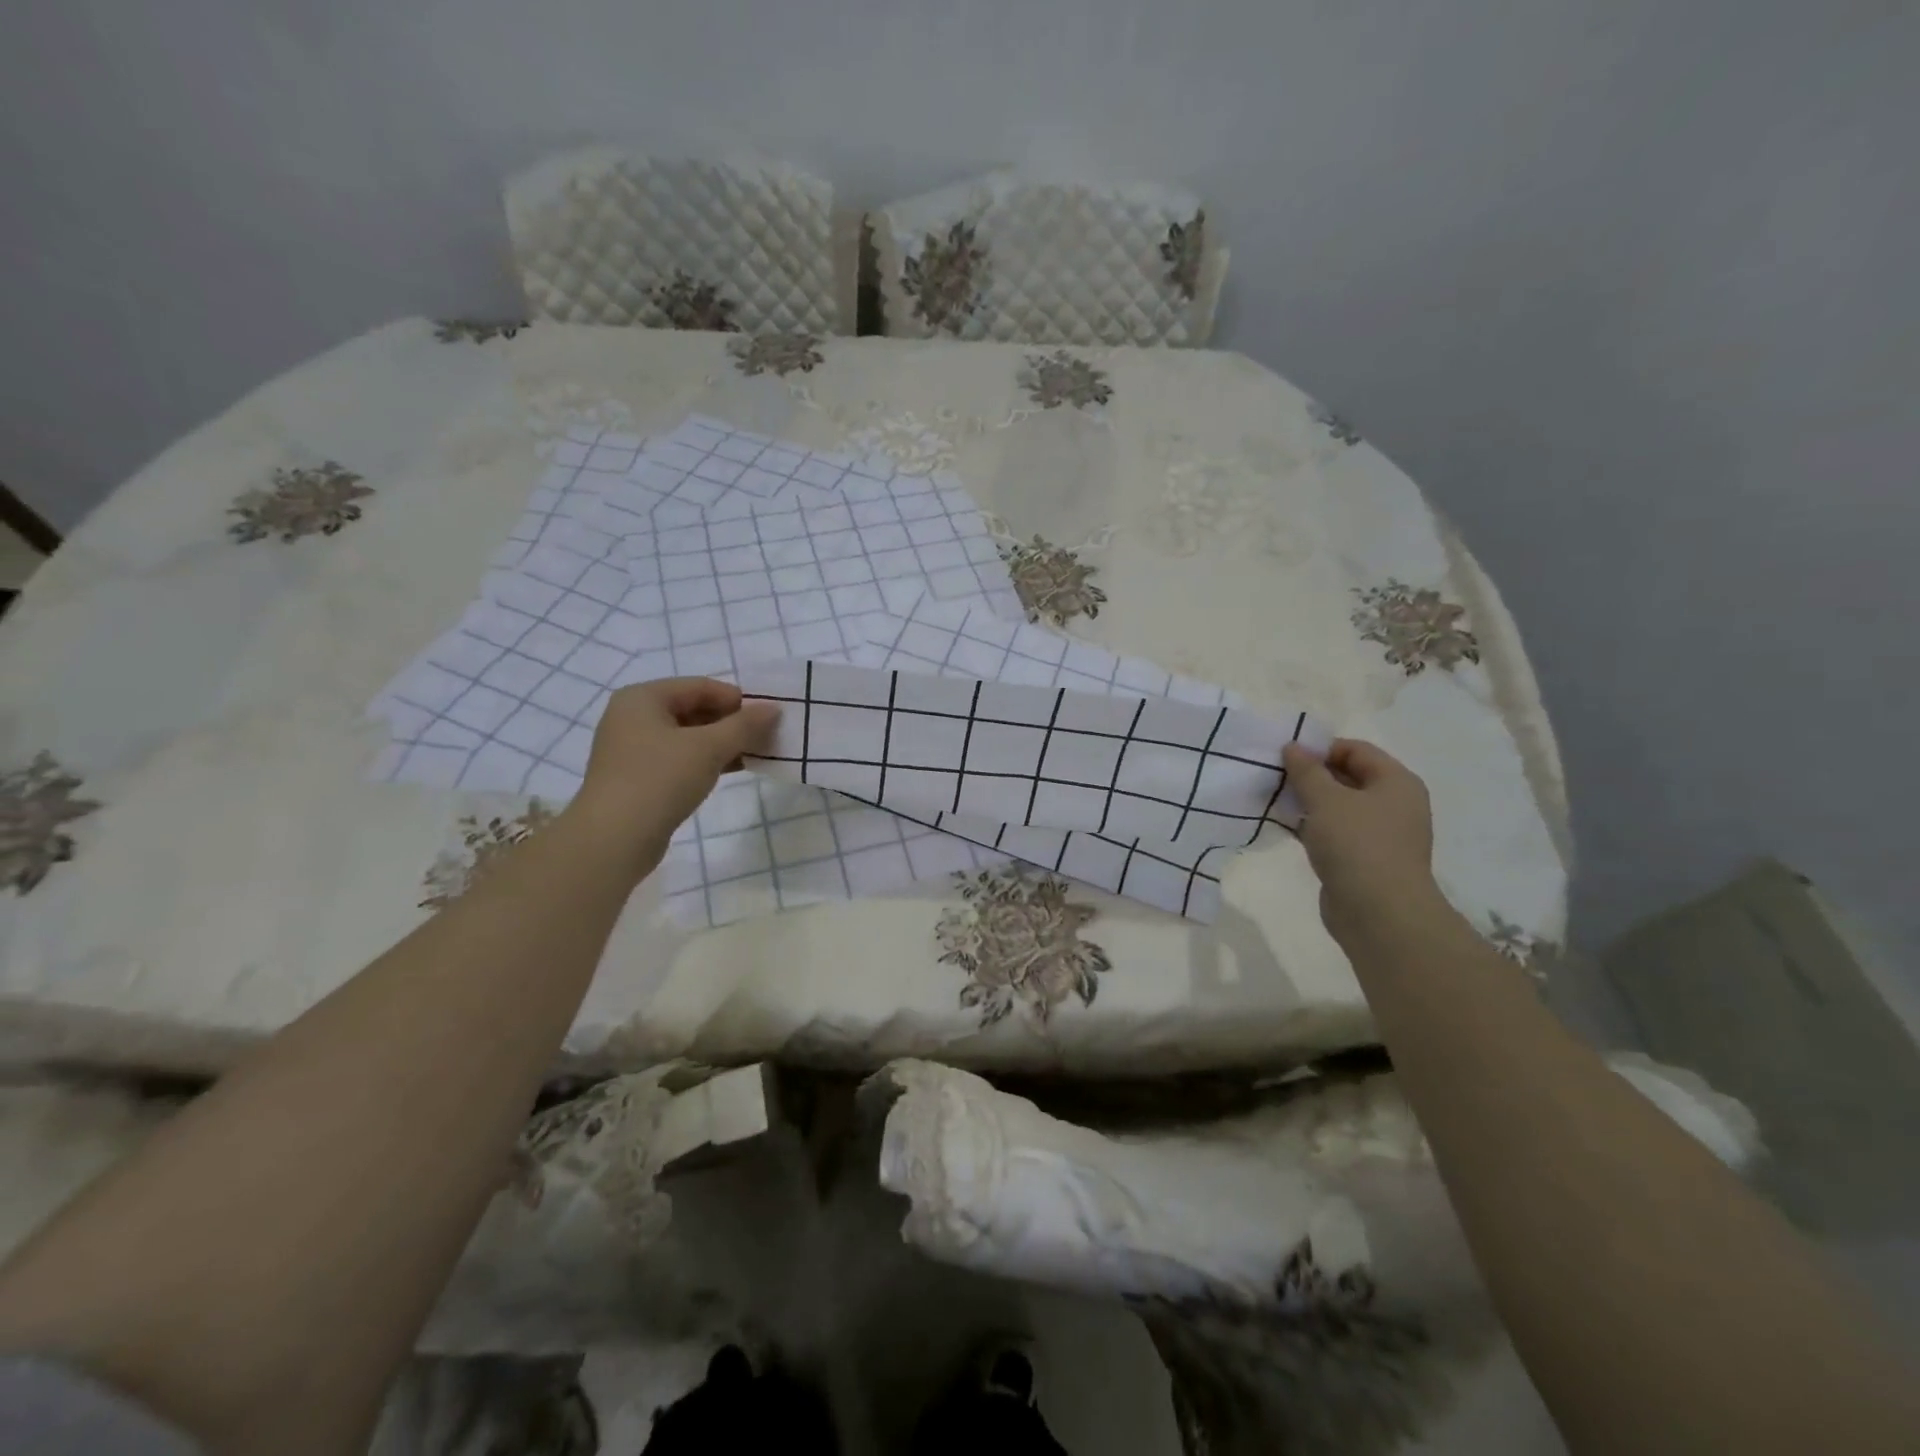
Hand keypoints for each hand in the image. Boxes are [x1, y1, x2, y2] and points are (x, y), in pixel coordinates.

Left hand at [570, 678, 778, 858]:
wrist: (614, 839)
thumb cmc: (660, 779)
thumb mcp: (709, 747)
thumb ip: (744, 725)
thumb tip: (773, 709)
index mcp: (643, 698)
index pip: (700, 686)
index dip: (737, 699)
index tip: (767, 717)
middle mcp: (633, 717)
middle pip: (693, 709)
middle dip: (731, 722)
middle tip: (765, 736)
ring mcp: (633, 749)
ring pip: (688, 736)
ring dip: (722, 743)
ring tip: (755, 753)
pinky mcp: (638, 777)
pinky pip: (679, 758)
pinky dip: (706, 761)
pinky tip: (733, 770)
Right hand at [1282, 738, 1441, 943]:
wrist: (1379, 914)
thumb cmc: (1357, 845)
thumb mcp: (1326, 800)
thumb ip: (1306, 771)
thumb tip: (1293, 747)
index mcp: (1396, 782)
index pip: (1356, 750)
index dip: (1320, 748)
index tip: (1286, 757)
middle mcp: (1394, 804)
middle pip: (1348, 777)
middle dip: (1312, 775)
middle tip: (1276, 777)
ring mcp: (1381, 834)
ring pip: (1340, 806)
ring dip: (1309, 802)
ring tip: (1276, 801)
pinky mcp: (1365, 860)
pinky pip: (1336, 832)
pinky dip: (1313, 827)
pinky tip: (1287, 827)